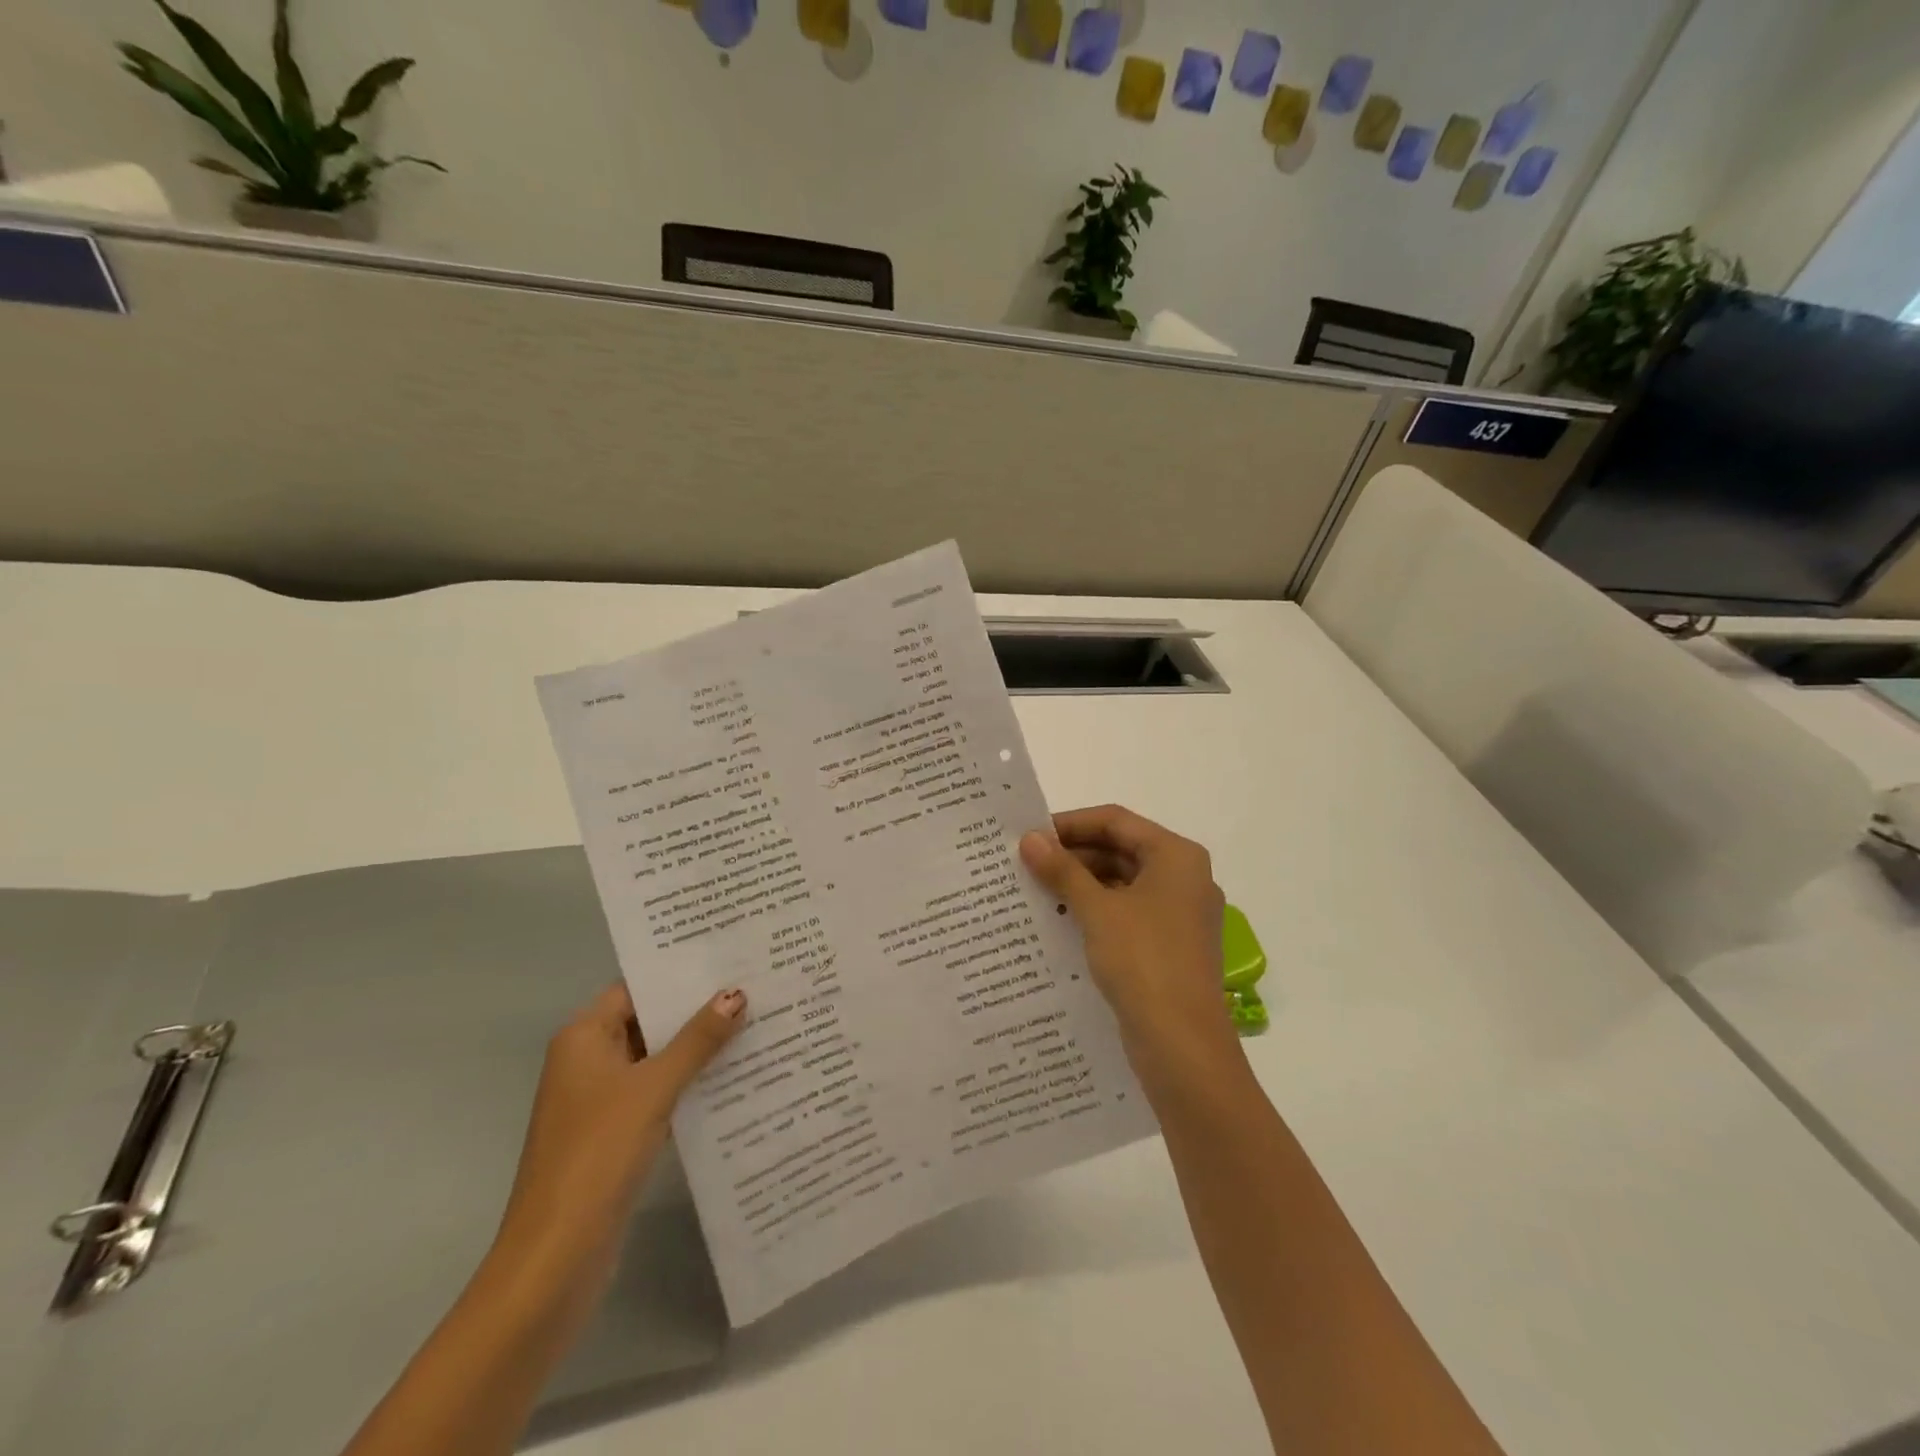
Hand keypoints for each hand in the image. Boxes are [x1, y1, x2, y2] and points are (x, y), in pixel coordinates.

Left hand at [494, 984, 745, 1294]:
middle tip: (755, 988)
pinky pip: (659, 1095)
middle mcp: (588, 1062)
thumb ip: (697, 1040)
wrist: (555, 1259)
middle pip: (648, 1023)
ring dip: (698, 1049)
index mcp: (584, 1038)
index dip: (679, 975)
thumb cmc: (597, 1155)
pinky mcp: (616, 1136)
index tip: (729, 959)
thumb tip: (736, 993)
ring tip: (756, 1025)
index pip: (636, 989)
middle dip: (697, 1011)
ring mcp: (601, 1102)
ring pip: (657, 1060)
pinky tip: (735, 1079)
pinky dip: (690, 1085)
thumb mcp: (653, 1088)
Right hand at [1021, 805, 1237, 1084]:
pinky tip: (1060, 923)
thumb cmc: (1144, 962)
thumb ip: (1062, 870)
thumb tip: (1030, 839)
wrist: (1183, 1047)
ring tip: (1035, 892)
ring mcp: (1180, 915)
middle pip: (1121, 850)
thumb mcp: (1097, 910)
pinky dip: (1096, 912)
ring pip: (1122, 884)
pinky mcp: (1170, 947)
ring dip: (1081, 885)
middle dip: (1074, 856)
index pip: (1116, 821)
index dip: (1071, 824)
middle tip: (1027, 865)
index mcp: (1177, 857)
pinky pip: (1127, 914)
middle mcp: (1184, 878)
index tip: (1030, 835)